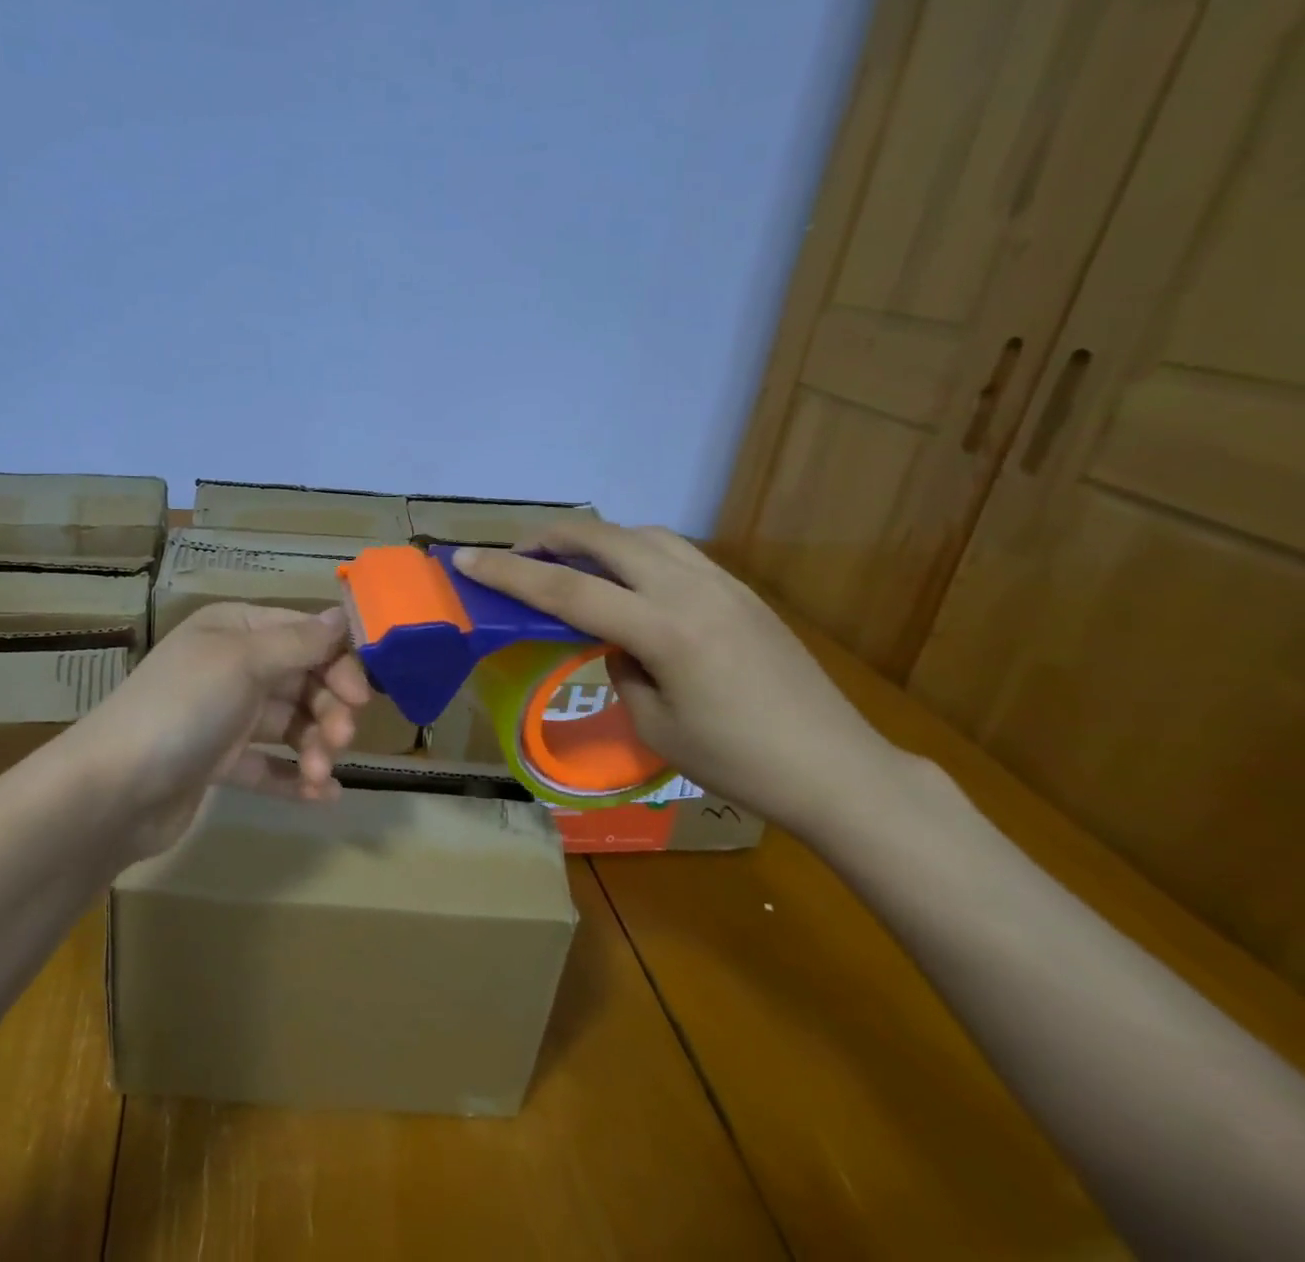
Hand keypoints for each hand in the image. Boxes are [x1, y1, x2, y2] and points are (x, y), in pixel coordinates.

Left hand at [57, 603, 370, 861]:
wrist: (112, 790)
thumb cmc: (183, 708)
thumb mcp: (243, 662)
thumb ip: (299, 642)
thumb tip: (343, 614)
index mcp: (235, 629)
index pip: (304, 634)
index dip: (338, 662)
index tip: (362, 696)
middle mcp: (231, 666)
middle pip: (301, 679)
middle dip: (327, 709)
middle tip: (341, 740)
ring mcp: (224, 716)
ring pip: (288, 724)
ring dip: (313, 747)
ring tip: (319, 774)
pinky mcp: (218, 762)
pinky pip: (268, 765)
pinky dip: (294, 778)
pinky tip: (322, 796)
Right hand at [453, 524, 915, 838]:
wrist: (837, 769)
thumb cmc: (740, 764)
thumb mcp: (657, 726)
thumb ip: (623, 669)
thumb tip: (615, 643)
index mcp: (664, 630)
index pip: (567, 591)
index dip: (510, 574)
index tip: (466, 558)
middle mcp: (691, 590)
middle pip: (606, 539)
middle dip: (553, 536)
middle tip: (518, 551)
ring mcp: (722, 584)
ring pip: (644, 535)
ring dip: (599, 539)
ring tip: (573, 561)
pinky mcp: (743, 591)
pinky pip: (676, 551)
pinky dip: (637, 551)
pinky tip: (630, 579)